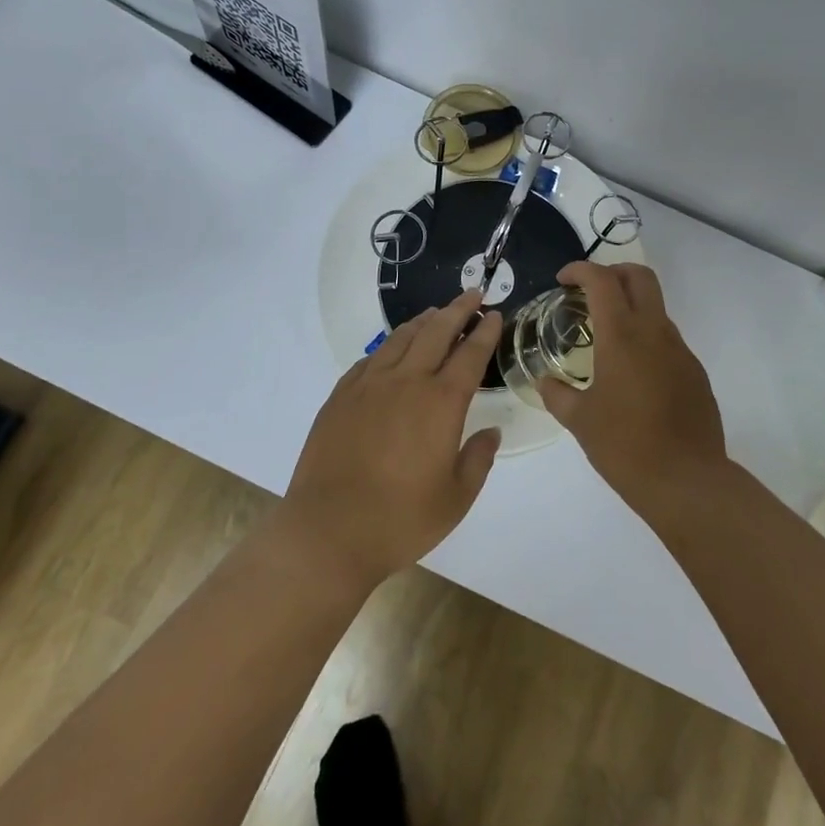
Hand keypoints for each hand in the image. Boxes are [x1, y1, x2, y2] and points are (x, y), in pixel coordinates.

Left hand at [280, 291, 503, 591]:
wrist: (328, 530)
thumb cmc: (400, 519)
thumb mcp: (456, 498)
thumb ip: (478, 459)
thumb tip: (491, 432)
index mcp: (441, 402)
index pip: (470, 354)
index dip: (485, 331)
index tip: (495, 314)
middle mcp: (406, 382)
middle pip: (436, 332)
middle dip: (458, 310)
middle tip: (472, 295)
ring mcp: (369, 385)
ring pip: (401, 338)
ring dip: (423, 321)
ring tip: (436, 313)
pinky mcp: (341, 396)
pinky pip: (371, 359)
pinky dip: (389, 346)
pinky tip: (393, 349)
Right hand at [539, 263, 727, 507]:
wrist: (687, 481)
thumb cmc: (625, 446)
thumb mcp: (579, 421)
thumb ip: (557, 394)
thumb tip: (544, 381)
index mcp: (622, 336)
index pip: (602, 281)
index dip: (580, 270)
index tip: (562, 280)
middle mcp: (655, 332)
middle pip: (639, 276)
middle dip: (612, 272)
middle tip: (588, 292)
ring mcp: (680, 351)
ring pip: (656, 307)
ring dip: (630, 307)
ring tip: (605, 337)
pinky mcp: (695, 372)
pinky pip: (667, 340)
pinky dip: (645, 338)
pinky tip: (631, 373)